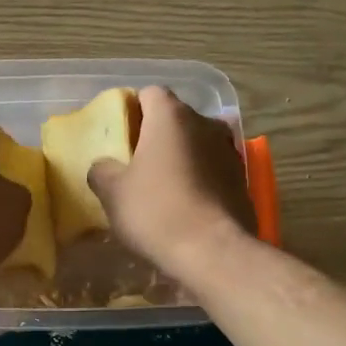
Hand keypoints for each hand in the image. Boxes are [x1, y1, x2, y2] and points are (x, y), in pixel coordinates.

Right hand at [88, 86, 254, 275]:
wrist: (212, 251)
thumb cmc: (156, 212)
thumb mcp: (113, 193)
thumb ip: (102, 170)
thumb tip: (104, 166)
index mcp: (171, 117)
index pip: (150, 93)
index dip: (133, 109)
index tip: (121, 134)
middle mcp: (205, 124)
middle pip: (176, 118)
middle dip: (157, 134)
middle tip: (137, 162)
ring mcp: (230, 151)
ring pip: (198, 143)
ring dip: (182, 156)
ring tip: (163, 185)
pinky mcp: (243, 180)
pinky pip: (214, 169)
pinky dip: (200, 178)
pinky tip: (186, 204)